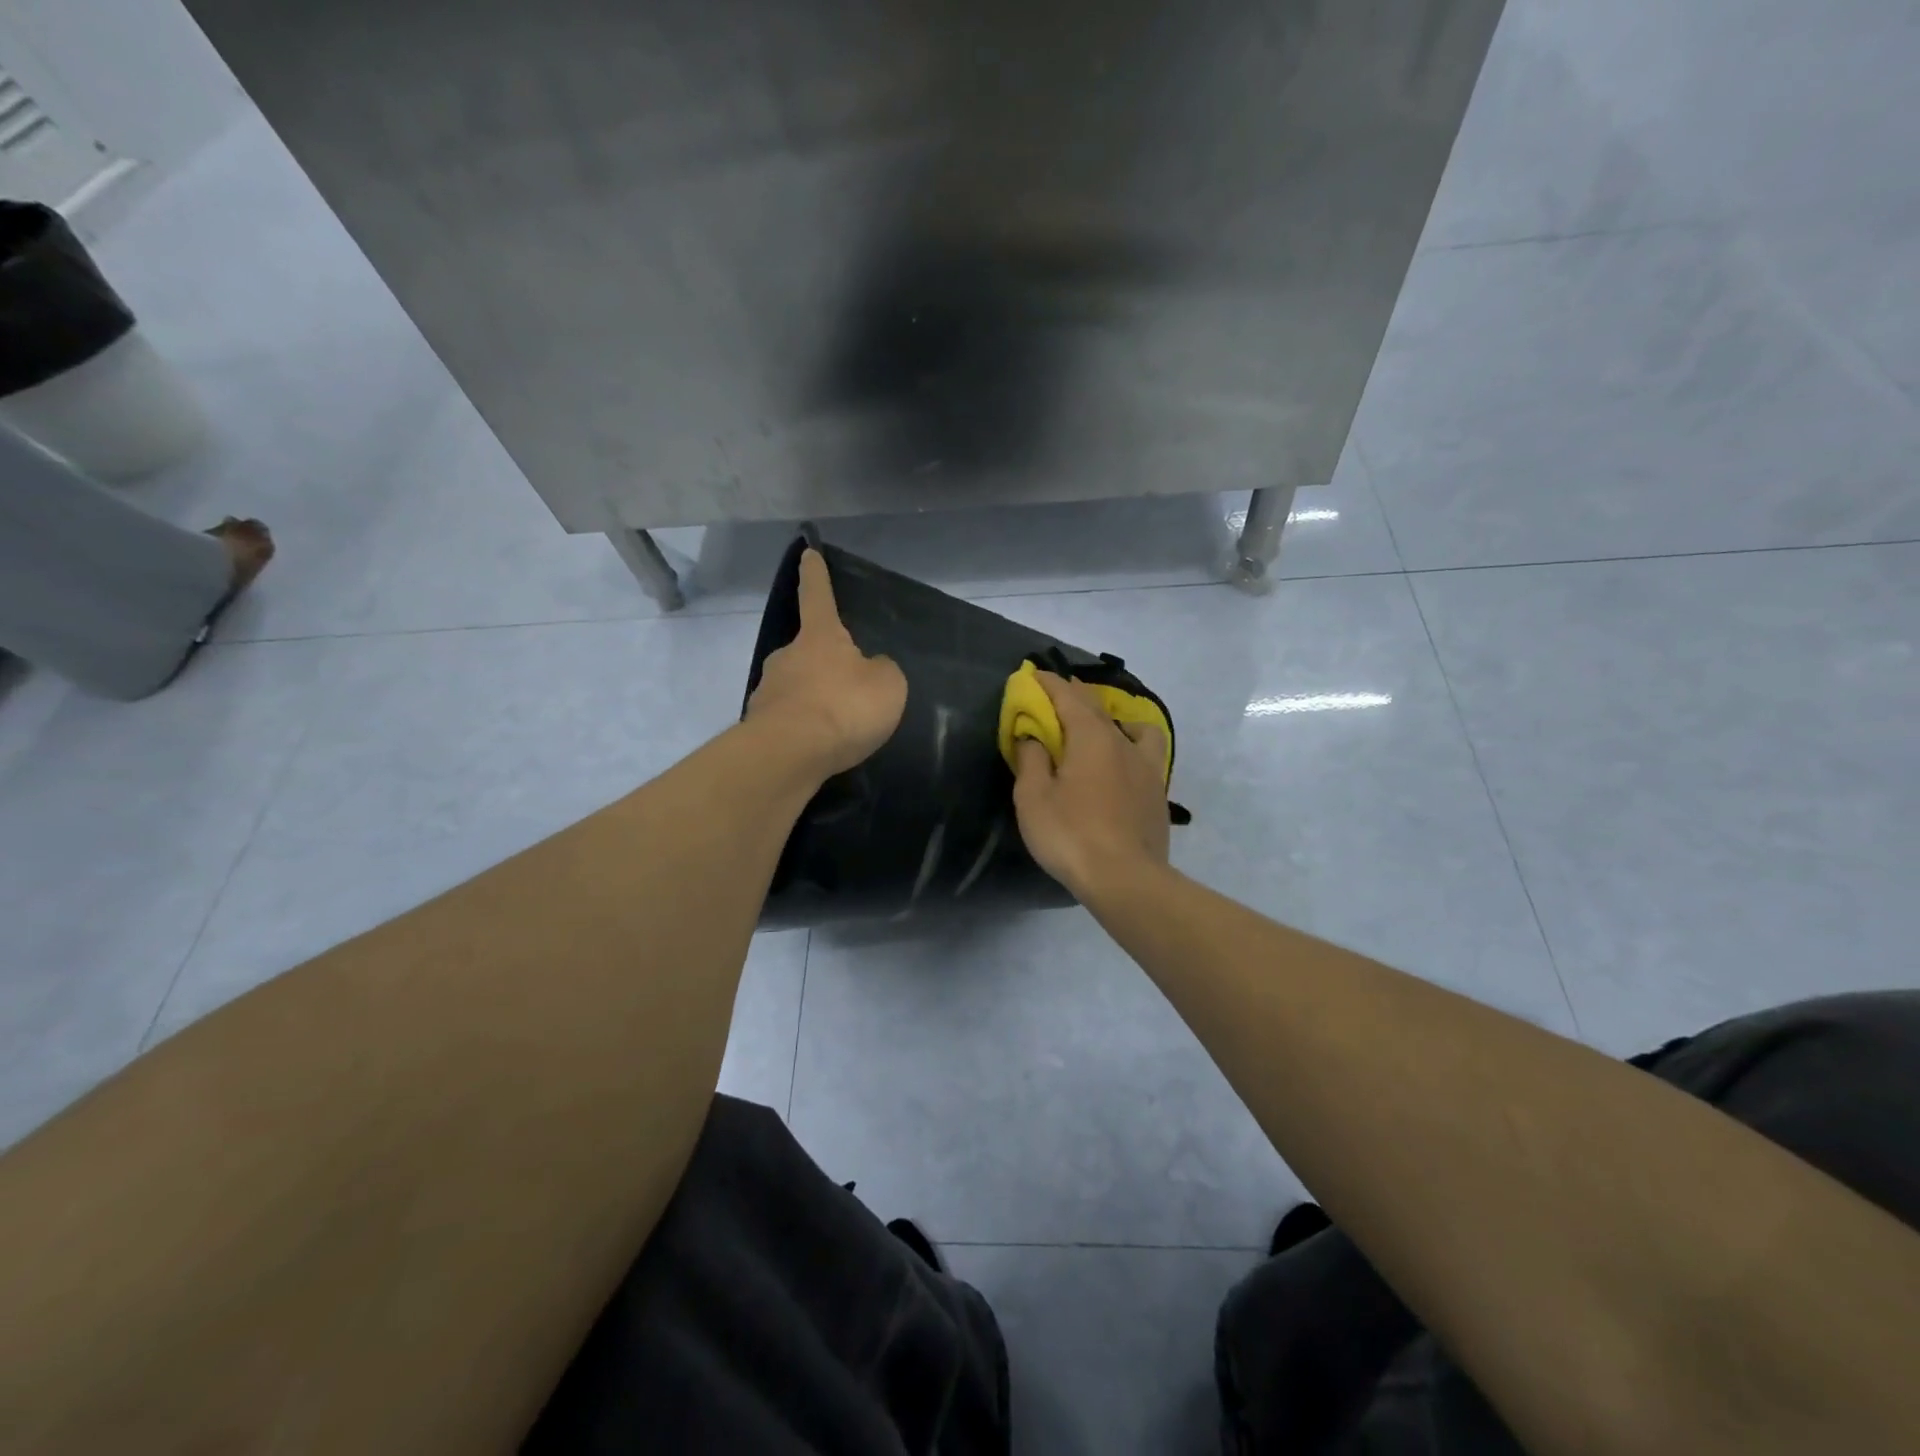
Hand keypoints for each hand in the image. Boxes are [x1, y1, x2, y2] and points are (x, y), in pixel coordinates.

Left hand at [744, 548, 907, 778]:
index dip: (816, 575)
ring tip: (837, 726)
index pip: (818, 596)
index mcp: (820, 637)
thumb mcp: (887, 685)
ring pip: (796, 687)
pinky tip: (820, 747)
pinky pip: (789, 719)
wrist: (790, 754)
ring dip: (814, 699)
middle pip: (807, 651)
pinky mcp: (759, 724)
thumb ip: (882, 671)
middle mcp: (787, 656)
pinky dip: (804, 727)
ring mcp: (768, 690)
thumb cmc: (843, 707)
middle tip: (847, 689)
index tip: (808, 552)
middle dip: (824, 664)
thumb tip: (869, 669)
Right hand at [1012, 670, 1171, 901]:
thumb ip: (1031, 760)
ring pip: (1132, 728)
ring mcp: (1146, 768)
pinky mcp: (1157, 793)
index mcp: (1091, 737)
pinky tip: (1123, 764)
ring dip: (1113, 719)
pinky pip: (1145, 754)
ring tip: (1101, 729)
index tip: (1033, 674)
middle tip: (1057, 691)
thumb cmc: (1071, 834)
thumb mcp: (1034, 798)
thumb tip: (1033, 737)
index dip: (1048, 684)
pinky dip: (1131, 746)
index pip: (1068, 697)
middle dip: (1075, 695)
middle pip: (1098, 708)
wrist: (1126, 879)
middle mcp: (1122, 743)